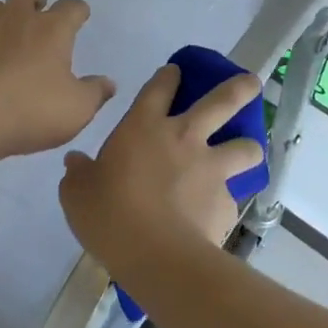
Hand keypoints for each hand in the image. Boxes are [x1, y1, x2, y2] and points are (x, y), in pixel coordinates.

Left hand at [0, 0, 115, 170]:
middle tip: (40, 15)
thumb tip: (108, 82)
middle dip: (36, 2)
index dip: (78, 11)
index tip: (81, 16)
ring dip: (1, 15)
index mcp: (51, 29)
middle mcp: (15, 19)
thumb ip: (95, 93)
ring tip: (5, 33)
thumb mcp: (75, 110)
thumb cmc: (28, 110)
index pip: (71, 8)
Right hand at [58, 64, 264, 284]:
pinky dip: (225, 201)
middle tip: (251, 83)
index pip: (160, 87)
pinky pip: (232, 196)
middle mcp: (184, 137)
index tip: (175, 72)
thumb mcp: (77, 193)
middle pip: (222, 101)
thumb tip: (75, 163)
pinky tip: (214, 216)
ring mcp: (211, 168)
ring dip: (248, 147)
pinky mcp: (227, 202)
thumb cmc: (109, 214)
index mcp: (144, 126)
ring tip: (246, 153)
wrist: (155, 256)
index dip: (169, 76)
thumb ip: (79, 173)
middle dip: (239, 88)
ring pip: (245, 146)